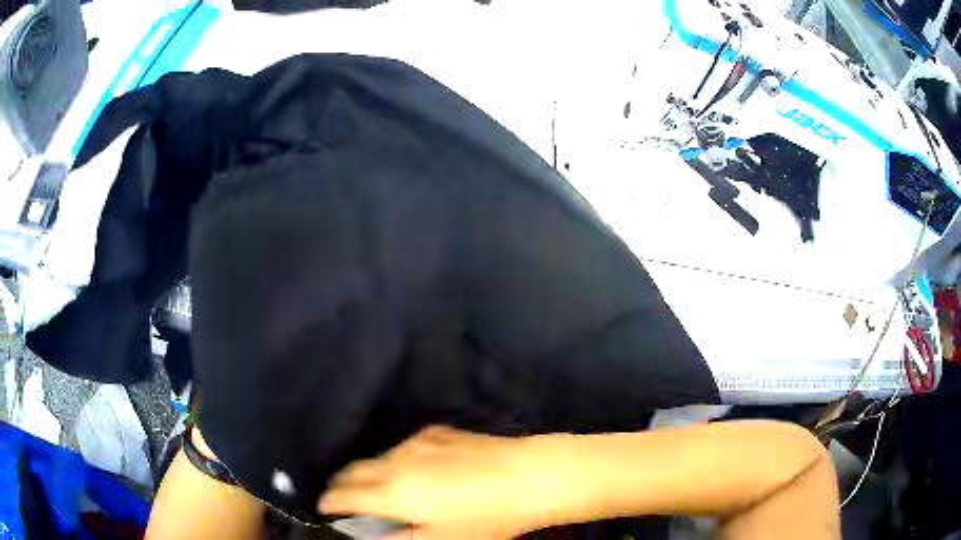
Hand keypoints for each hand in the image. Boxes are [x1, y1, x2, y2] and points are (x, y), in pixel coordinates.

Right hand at [318, 426, 574, 538]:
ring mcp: (417, 443)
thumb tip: (371, 535)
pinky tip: (415, 471)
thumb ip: (399, 538)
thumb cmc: (487, 518)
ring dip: (370, 472)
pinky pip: (404, 447)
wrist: (529, 476)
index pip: (345, 494)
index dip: (330, 501)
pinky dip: (397, 460)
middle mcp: (398, 462)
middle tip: (343, 496)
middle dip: (342, 483)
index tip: (325, 507)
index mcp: (394, 492)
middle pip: (354, 470)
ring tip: (380, 488)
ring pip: (378, 457)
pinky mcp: (437, 432)